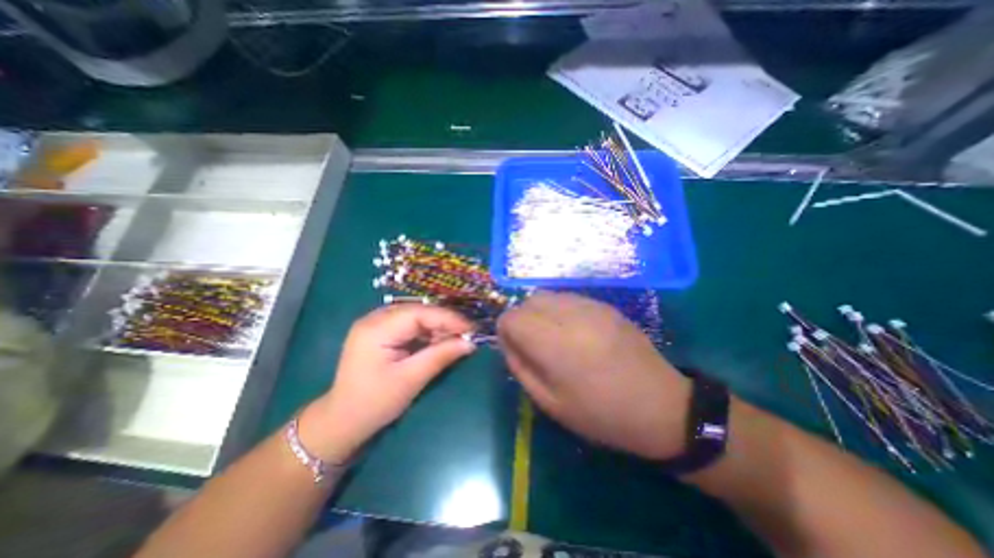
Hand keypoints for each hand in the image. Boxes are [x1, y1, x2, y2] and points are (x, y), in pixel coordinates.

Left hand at [298, 304, 476, 463]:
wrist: (342, 422)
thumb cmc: (374, 403)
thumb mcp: (410, 380)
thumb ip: (440, 356)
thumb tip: (470, 342)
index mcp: (376, 329)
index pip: (419, 313)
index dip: (448, 318)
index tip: (471, 329)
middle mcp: (375, 319)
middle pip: (418, 311)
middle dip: (444, 322)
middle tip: (467, 334)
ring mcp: (376, 324)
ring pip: (416, 317)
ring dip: (438, 327)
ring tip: (456, 340)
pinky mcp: (381, 332)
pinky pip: (410, 325)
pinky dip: (427, 333)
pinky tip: (439, 342)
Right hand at [496, 293, 692, 456]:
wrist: (663, 406)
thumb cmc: (602, 414)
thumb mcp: (550, 403)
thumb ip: (520, 367)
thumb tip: (508, 342)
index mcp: (556, 345)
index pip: (513, 318)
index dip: (505, 330)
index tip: (513, 347)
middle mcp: (572, 317)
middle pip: (529, 301)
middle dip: (521, 319)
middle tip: (532, 343)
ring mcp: (591, 307)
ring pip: (547, 295)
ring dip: (539, 313)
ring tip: (552, 337)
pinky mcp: (604, 305)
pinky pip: (567, 298)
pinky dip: (558, 310)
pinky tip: (572, 331)